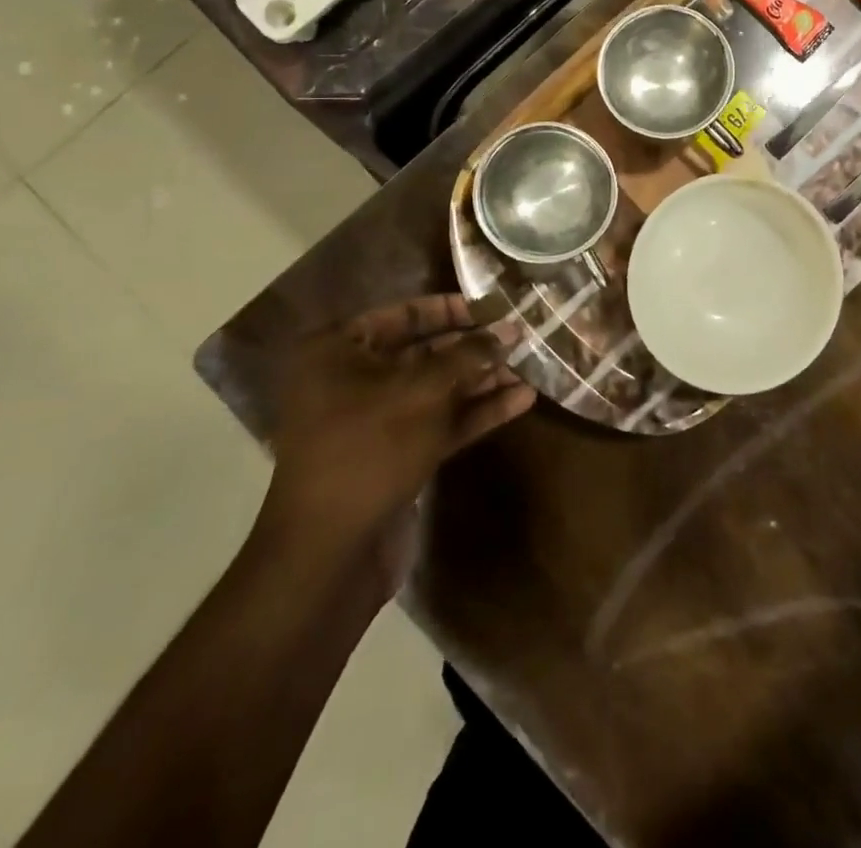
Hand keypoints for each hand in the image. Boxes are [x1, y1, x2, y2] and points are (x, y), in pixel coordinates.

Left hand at [258, 295, 534, 574]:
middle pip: (425, 352)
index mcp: (338, 352)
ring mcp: (377, 422)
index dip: (452, 308)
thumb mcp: (422, 392)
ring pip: (438, 390)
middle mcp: (353, 381)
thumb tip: (509, 331)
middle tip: (521, 336)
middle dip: (475, 346)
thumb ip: (468, 356)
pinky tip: (522, 400)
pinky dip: (477, 412)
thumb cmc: (368, 449)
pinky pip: (442, 423)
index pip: (403, 314)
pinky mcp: (398, 456)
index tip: (495, 305)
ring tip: (531, 365)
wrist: (329, 553)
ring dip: (483, 379)